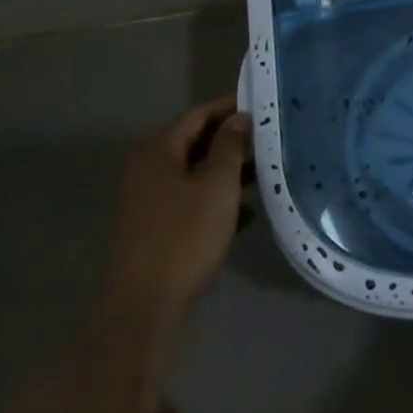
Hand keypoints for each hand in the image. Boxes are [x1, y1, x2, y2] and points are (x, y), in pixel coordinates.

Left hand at [105, 96, 250, 364]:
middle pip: (195, 141)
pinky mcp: (154, 226)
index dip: (230, 107)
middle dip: (231, 139)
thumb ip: (230, 146)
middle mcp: (147, 168)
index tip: (263, 105)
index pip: (198, 114)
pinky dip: (214, 198)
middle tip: (268, 138)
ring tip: (263, 173)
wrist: (144, 307)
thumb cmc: (184, 237)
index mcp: (158, 151)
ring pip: (194, 172)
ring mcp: (148, 199)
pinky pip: (189, 198)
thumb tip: (239, 117)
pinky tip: (245, 213)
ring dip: (226, 170)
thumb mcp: (217, 186)